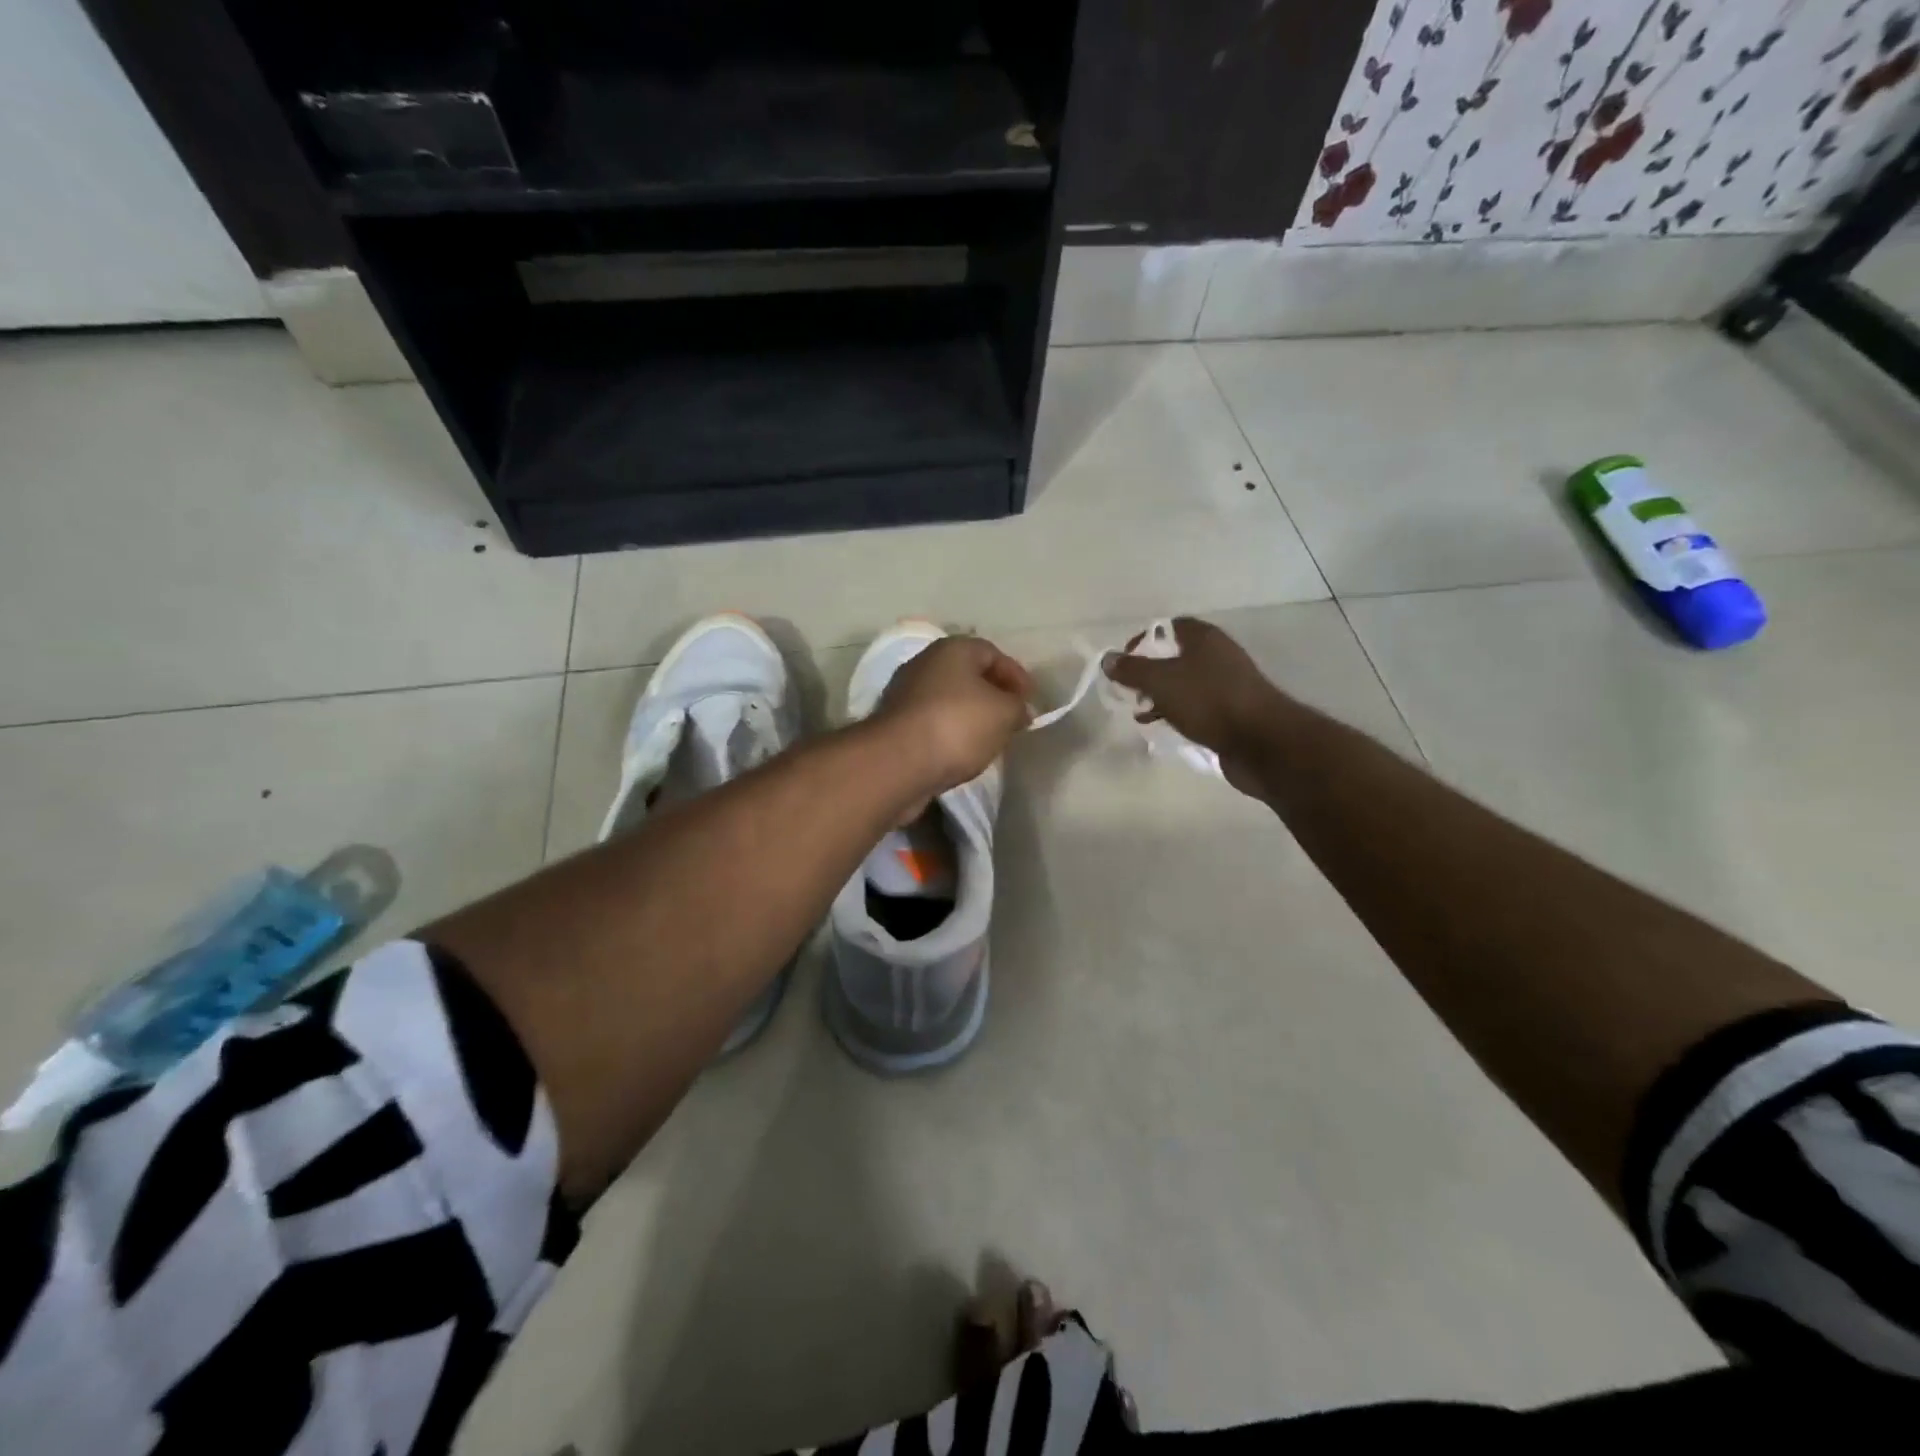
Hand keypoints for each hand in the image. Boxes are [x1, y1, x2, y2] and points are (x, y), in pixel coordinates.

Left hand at [871, 636, 1034, 796]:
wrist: (898, 762)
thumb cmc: (958, 725)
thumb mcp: (1004, 713)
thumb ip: (1018, 707)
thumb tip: (1019, 710)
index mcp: (952, 649)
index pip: (991, 652)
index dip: (1015, 674)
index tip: (1031, 700)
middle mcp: (925, 663)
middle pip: (967, 674)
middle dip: (992, 694)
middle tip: (1012, 717)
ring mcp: (905, 694)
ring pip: (948, 699)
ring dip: (970, 715)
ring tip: (991, 737)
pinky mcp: (895, 724)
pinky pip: (932, 722)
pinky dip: (950, 732)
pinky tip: (962, 751)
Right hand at [1103, 617, 1288, 794]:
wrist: (1261, 741)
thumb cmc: (1208, 701)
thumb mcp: (1161, 681)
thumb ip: (1132, 669)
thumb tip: (1108, 658)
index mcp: (1203, 638)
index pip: (1168, 627)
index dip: (1143, 641)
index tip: (1124, 663)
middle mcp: (1217, 655)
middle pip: (1175, 656)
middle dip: (1149, 672)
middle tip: (1130, 690)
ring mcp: (1227, 684)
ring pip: (1185, 683)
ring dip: (1161, 696)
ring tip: (1141, 712)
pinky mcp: (1232, 711)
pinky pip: (1197, 706)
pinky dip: (1178, 712)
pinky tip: (1165, 727)